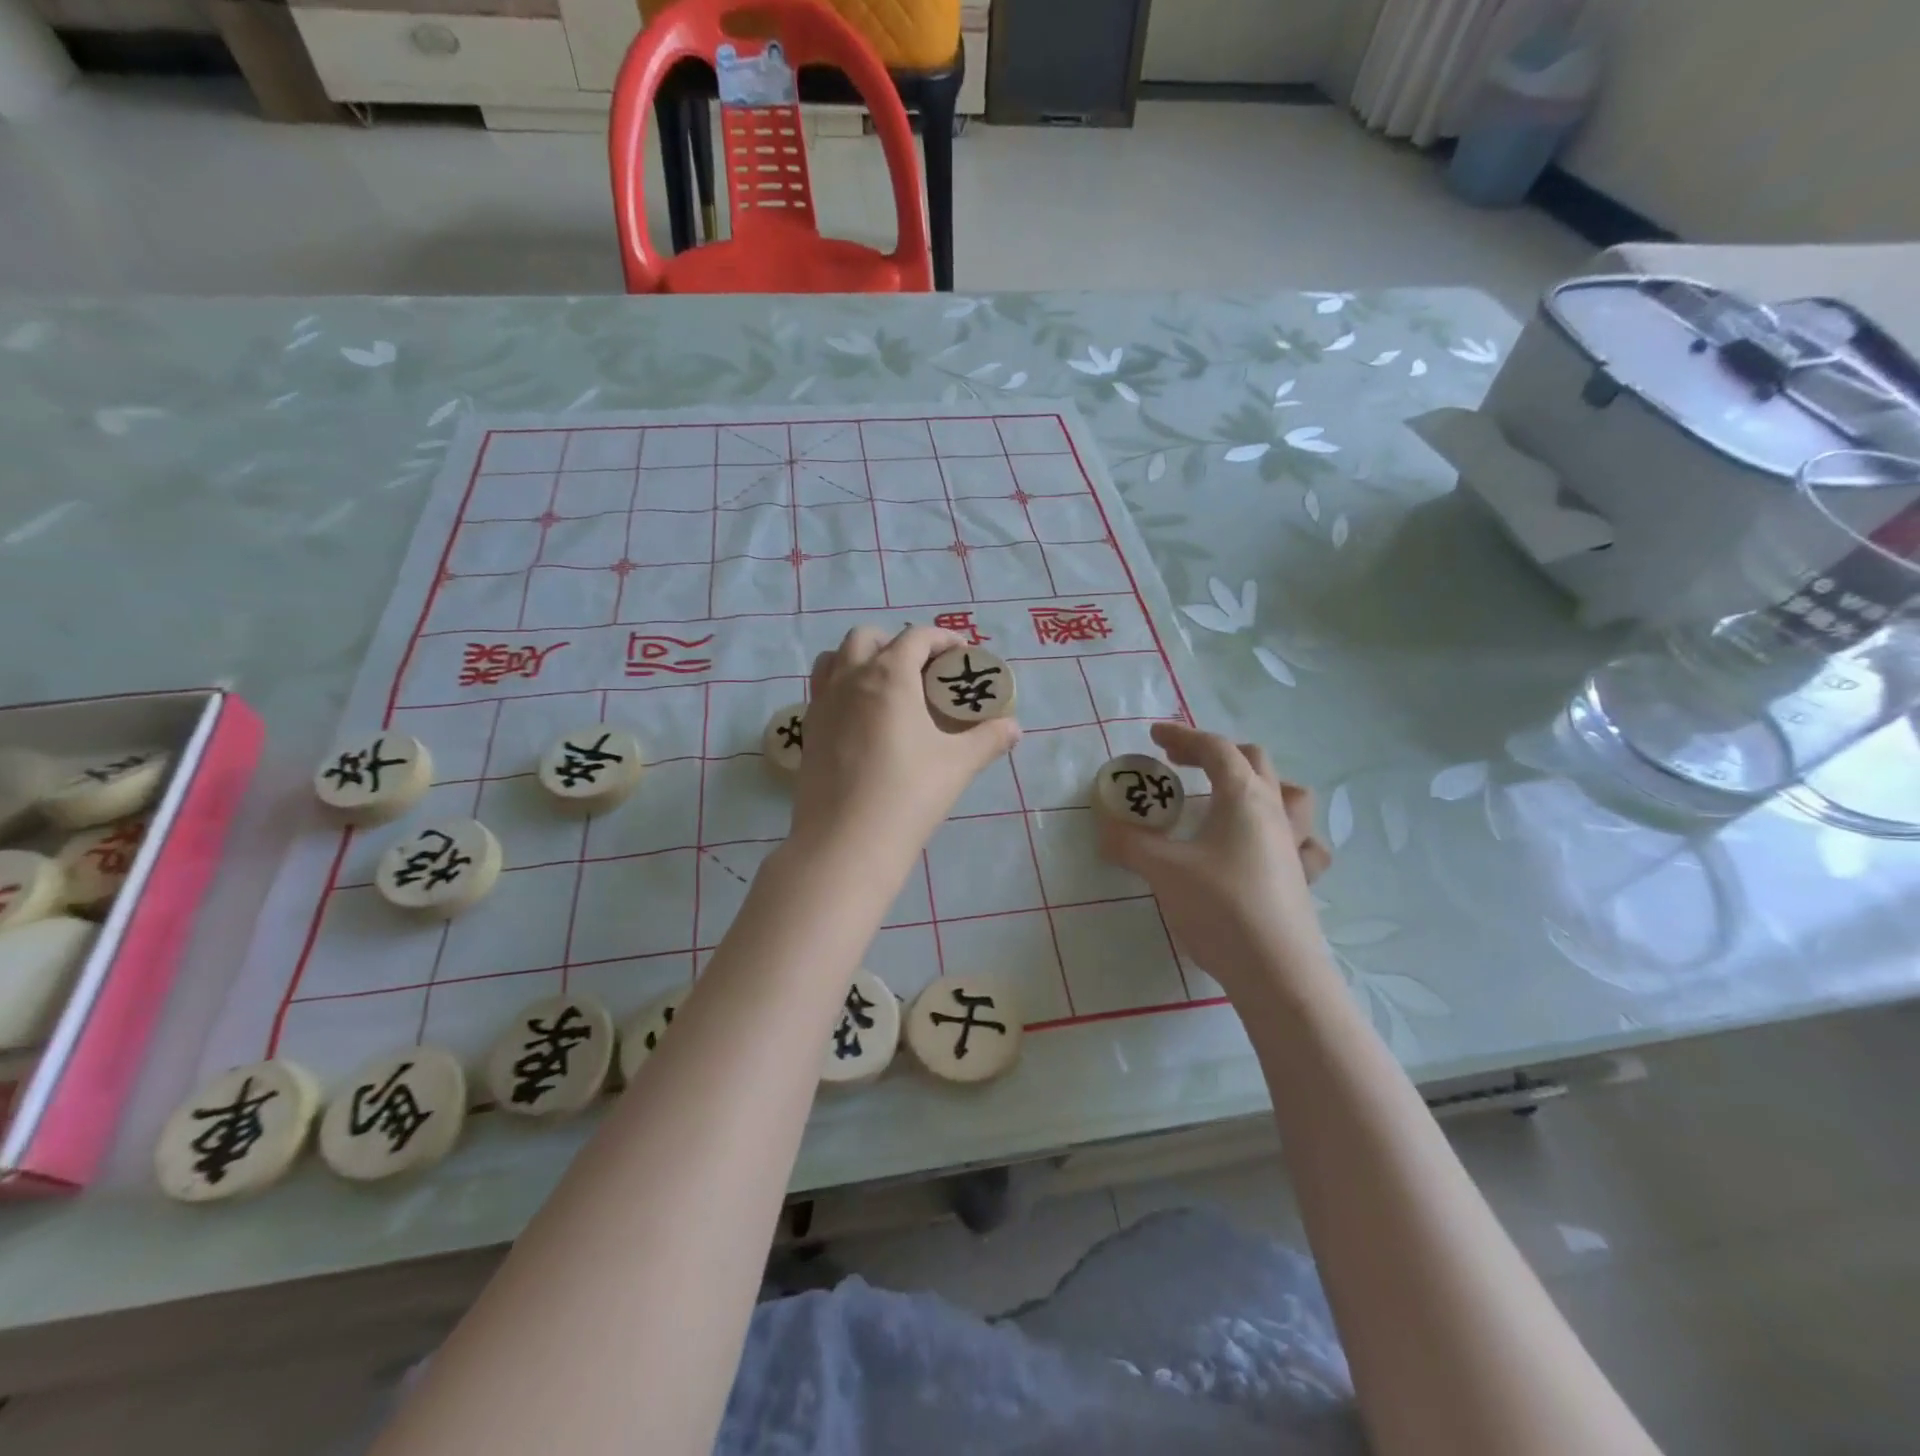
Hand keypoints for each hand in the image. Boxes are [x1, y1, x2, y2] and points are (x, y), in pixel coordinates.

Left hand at [791, 625, 1020, 863]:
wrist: (846, 842)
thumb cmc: (908, 794)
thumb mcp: (958, 764)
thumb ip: (989, 739)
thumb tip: (1014, 728)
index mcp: (888, 676)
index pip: (915, 637)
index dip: (942, 638)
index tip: (960, 653)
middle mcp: (850, 679)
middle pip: (866, 637)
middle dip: (895, 642)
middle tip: (921, 669)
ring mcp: (822, 704)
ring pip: (835, 659)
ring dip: (860, 659)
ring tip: (885, 686)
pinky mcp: (807, 731)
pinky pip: (822, 691)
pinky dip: (842, 688)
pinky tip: (862, 720)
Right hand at [1099, 721, 1330, 995]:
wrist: (1276, 972)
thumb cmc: (1220, 907)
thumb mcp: (1163, 870)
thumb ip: (1129, 843)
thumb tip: (1105, 826)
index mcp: (1243, 797)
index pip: (1215, 749)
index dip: (1183, 737)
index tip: (1154, 738)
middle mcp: (1274, 811)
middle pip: (1253, 760)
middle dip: (1214, 753)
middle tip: (1181, 765)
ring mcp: (1294, 845)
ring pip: (1290, 794)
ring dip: (1258, 783)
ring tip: (1230, 796)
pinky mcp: (1302, 878)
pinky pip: (1303, 841)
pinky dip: (1284, 832)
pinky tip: (1267, 847)